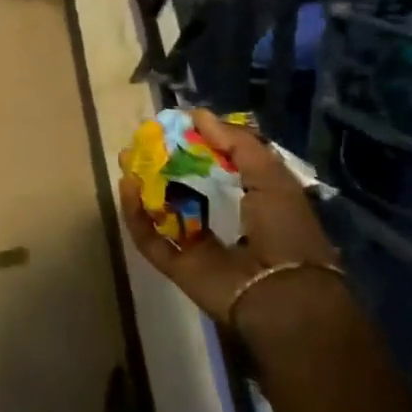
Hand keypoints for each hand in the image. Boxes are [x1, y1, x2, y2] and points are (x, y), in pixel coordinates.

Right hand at [118, 109, 341, 328]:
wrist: (282, 296)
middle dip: (163, 163)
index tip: (177, 125)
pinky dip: (135, 214)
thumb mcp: (270, 177)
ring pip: (162, 211)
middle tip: (143, 141)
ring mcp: (199, 246)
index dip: (199, 145)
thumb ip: (238, 144)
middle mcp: (224, 222)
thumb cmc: (284, 230)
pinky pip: (150, 238)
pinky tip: (127, 186)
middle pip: (184, 187)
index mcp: (253, 202)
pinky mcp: (178, 266)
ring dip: (143, 186)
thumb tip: (198, 115)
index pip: (219, 167)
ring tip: (126, 159)